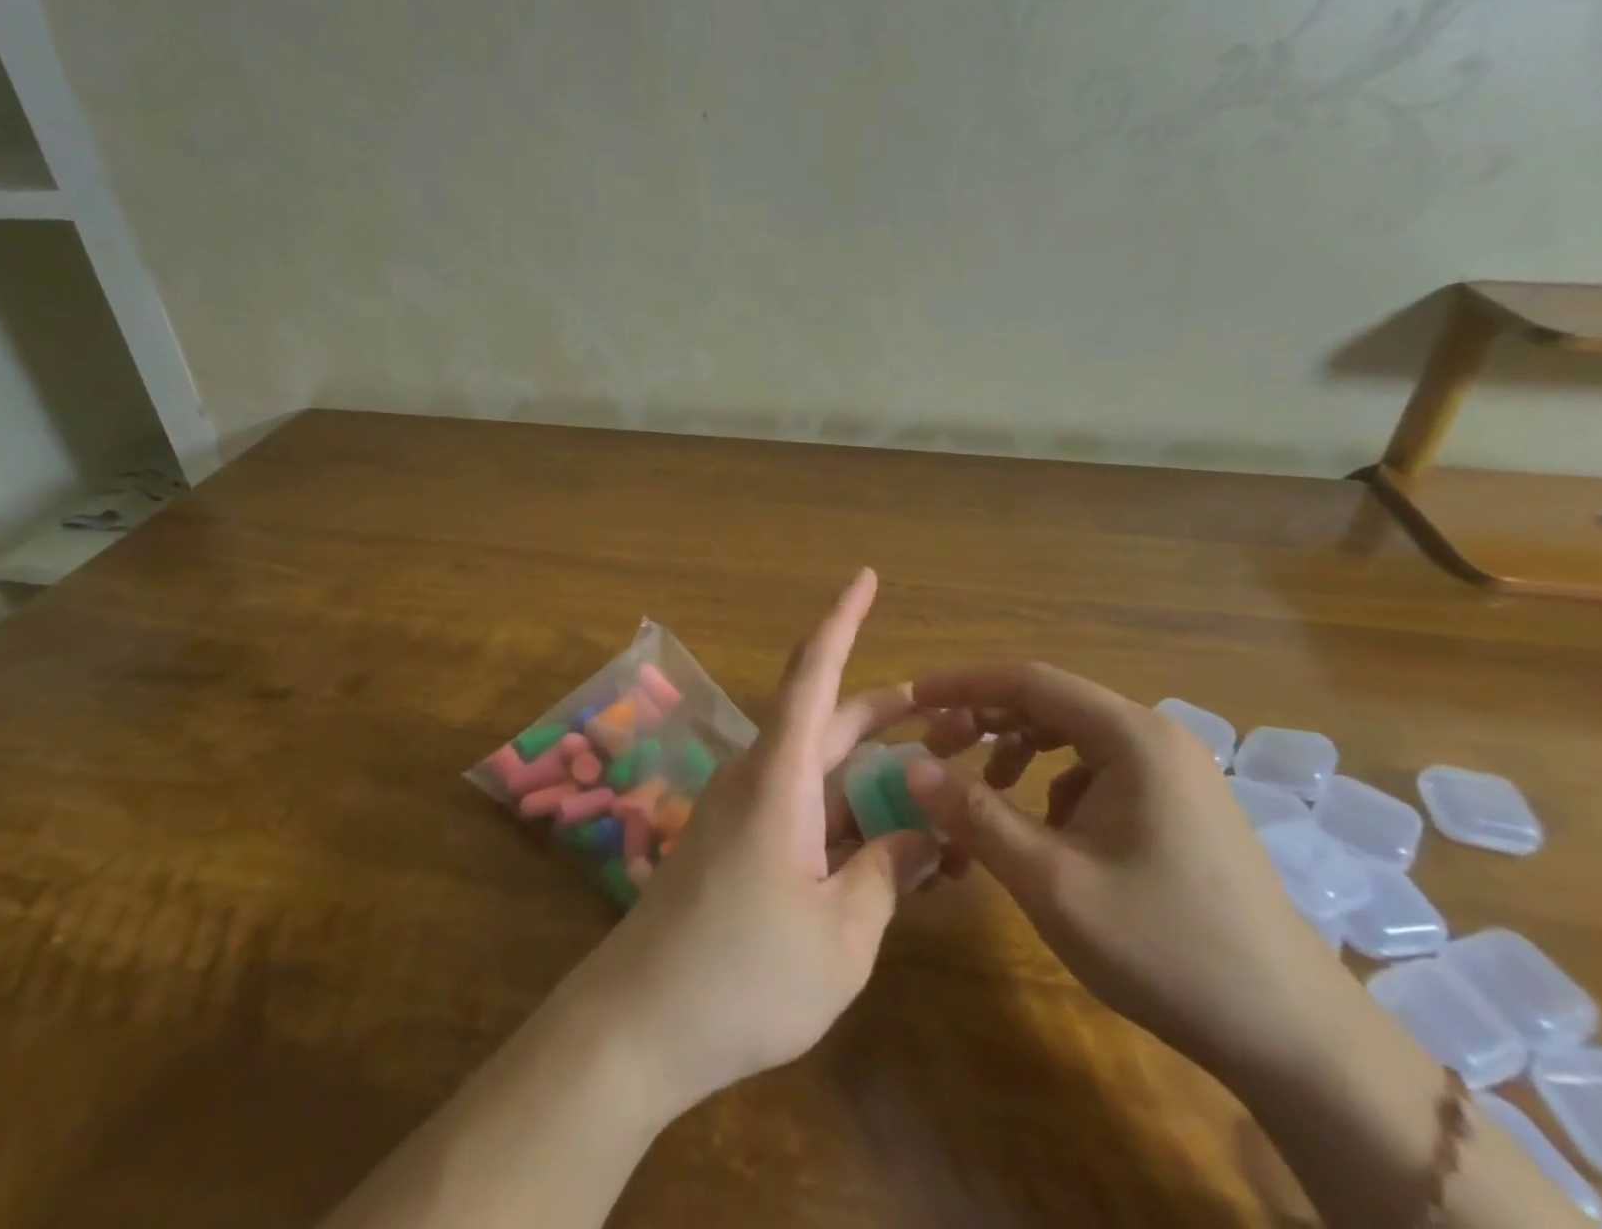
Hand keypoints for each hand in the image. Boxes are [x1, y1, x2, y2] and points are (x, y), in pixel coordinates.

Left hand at [574, 569, 941, 1114]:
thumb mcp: (842, 935)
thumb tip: (925, 835)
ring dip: (880, 772)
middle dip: (895, 711)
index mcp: (780, 776)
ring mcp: (747, 812)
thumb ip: (888, 874)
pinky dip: (852, 816)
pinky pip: (807, 811)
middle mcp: (761, 777)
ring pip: (825, 771)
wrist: (639, 1026)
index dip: (842, 618)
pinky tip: (895, 846)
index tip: (866, 575)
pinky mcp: (740, 846)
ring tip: (944, 783)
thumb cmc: (743, 976)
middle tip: (962, 715)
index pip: (813, 672)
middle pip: (832, 721)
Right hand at [905, 661, 1345, 1078]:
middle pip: (1049, 703)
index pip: (1028, 680)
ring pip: (1071, 736)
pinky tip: (1042, 831)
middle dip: (984, 720)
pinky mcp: (1178, 805)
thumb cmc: (1165, 947)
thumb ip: (975, 815)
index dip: (963, 684)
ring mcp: (1173, 771)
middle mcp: (1154, 737)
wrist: (1293, 1037)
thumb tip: (911, 768)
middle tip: (934, 750)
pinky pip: (1096, 770)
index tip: (912, 699)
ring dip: (1015, 752)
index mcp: (1131, 736)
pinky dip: (1052, 783)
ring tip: (981, 790)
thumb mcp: (1051, 881)